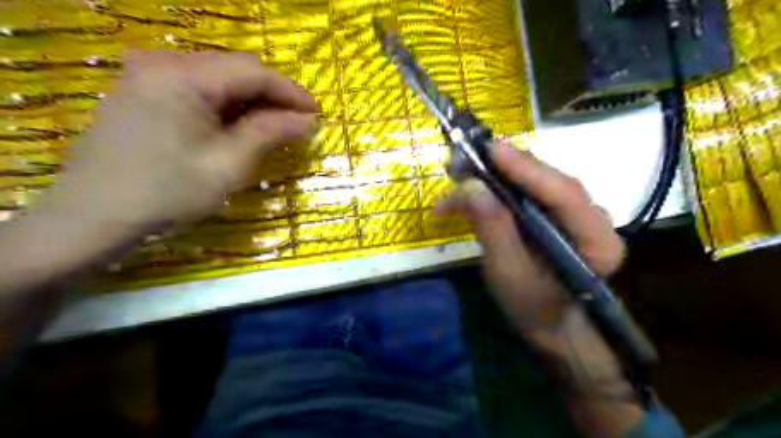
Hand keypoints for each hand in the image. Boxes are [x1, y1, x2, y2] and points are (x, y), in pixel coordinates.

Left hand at [45, 49, 317, 235]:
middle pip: (237, 69)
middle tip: (298, 125)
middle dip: (273, 96)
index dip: (292, 92)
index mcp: (183, 76)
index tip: (318, 115)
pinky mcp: (145, 91)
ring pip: (220, 78)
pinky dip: (228, 107)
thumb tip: (308, 120)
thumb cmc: (166, 194)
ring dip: (252, 102)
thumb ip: (269, 133)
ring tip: (274, 129)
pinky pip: (200, 89)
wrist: (93, 218)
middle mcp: (164, 63)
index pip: (254, 72)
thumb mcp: (228, 165)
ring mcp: (150, 75)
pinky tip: (240, 128)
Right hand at [436, 141, 626, 332]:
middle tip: (468, 158)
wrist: (548, 322)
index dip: (527, 169)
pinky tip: (475, 192)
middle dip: (508, 168)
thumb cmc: (532, 306)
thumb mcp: (508, 274)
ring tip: (464, 174)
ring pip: (538, 183)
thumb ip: (494, 230)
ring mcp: (576, 214)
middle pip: (551, 181)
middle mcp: (594, 219)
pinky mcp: (557, 214)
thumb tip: (472, 186)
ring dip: (499, 175)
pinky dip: (500, 188)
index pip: (565, 194)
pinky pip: (530, 192)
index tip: (490, 150)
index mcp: (597, 241)